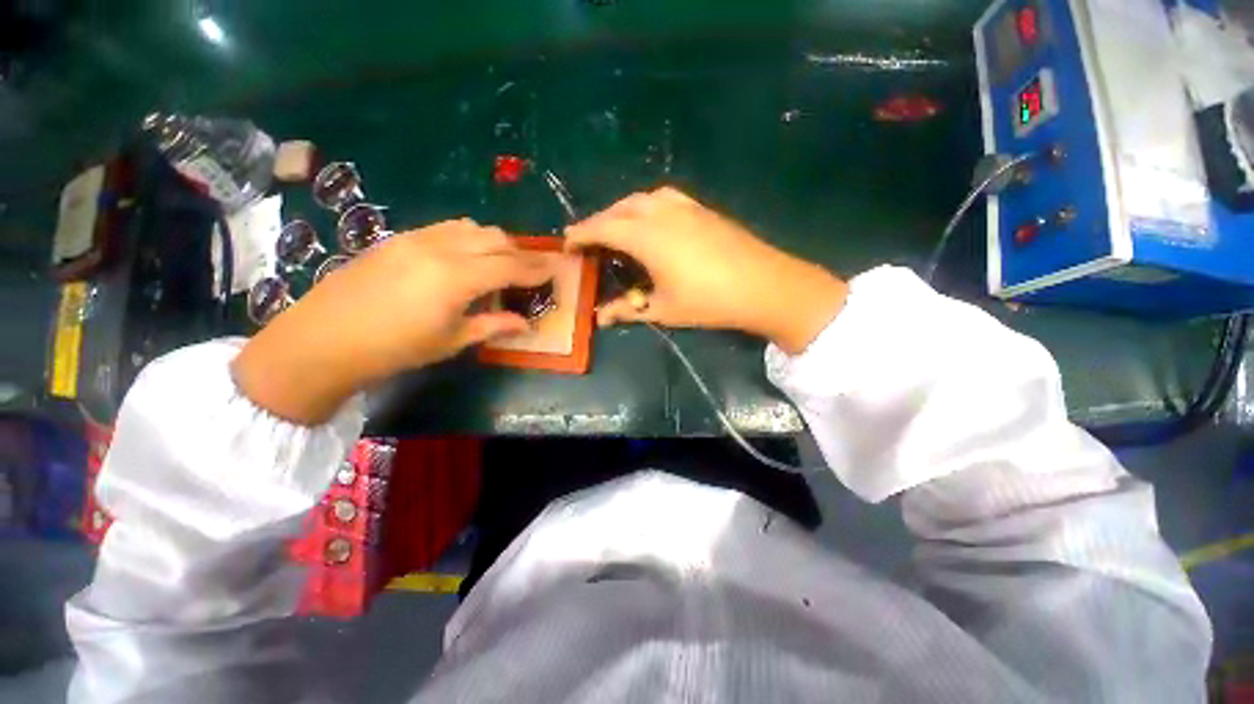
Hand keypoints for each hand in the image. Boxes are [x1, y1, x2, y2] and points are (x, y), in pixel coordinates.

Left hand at [233, 220, 552, 423]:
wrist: (324, 338)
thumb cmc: (396, 348)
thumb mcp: (452, 340)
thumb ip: (494, 325)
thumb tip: (526, 323)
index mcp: (458, 277)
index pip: (511, 266)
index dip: (537, 268)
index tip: (557, 267)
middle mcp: (441, 248)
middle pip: (496, 239)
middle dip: (521, 252)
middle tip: (532, 270)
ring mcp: (417, 238)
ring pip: (472, 227)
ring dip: (495, 241)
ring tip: (502, 261)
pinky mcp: (399, 237)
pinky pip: (447, 228)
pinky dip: (469, 237)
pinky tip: (467, 255)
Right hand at [565, 187, 846, 353]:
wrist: (765, 285)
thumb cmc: (709, 301)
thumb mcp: (664, 309)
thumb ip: (629, 309)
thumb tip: (601, 318)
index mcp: (647, 236)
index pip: (602, 228)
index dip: (581, 235)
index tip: (567, 245)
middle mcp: (661, 212)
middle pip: (619, 208)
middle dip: (599, 221)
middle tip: (589, 241)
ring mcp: (685, 206)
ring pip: (641, 198)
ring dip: (622, 210)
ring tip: (616, 229)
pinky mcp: (702, 208)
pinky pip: (663, 198)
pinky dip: (646, 206)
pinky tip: (651, 222)